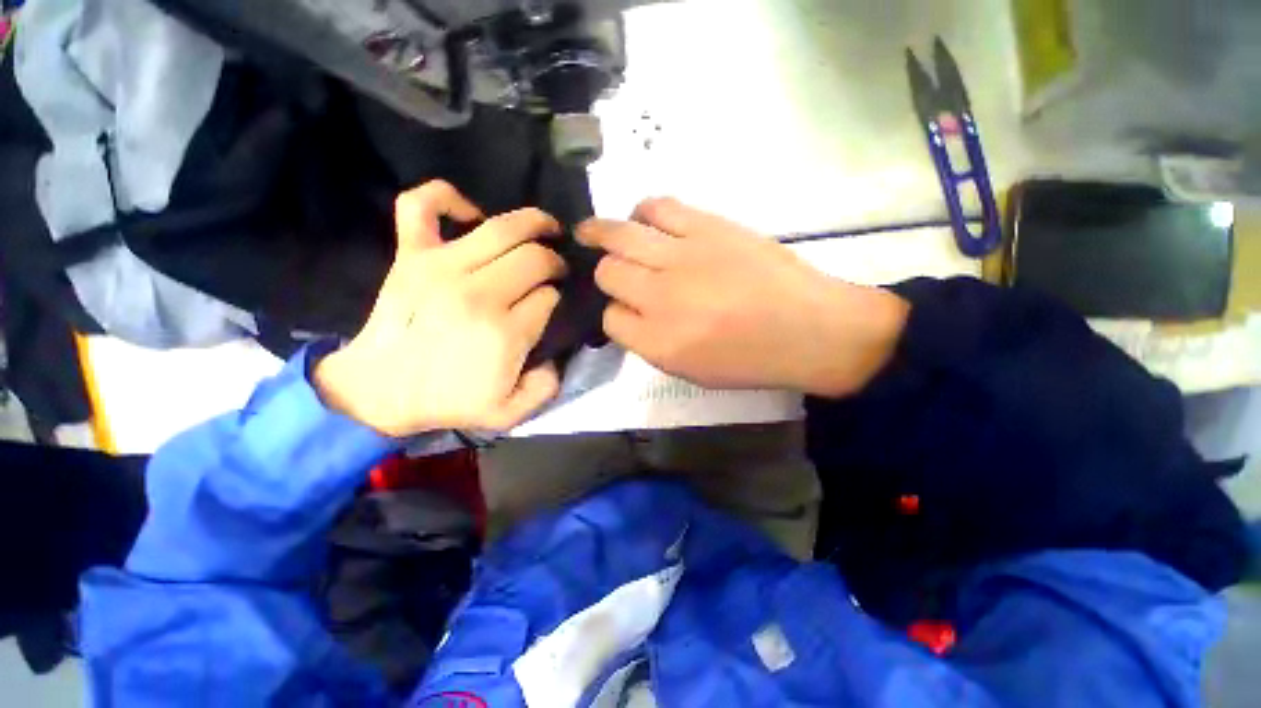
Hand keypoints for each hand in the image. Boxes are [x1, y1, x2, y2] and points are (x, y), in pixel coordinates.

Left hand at [315, 181, 566, 436]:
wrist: (379, 391)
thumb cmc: (447, 402)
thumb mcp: (509, 413)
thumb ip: (545, 387)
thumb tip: (555, 355)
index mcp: (505, 332)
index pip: (549, 297)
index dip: (556, 298)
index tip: (553, 304)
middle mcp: (479, 293)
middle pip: (535, 259)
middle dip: (554, 262)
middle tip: (556, 271)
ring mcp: (441, 267)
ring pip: (502, 228)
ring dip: (534, 222)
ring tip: (548, 227)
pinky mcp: (411, 255)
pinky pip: (422, 206)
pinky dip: (448, 197)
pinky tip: (472, 213)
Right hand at [576, 198, 909, 396]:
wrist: (810, 329)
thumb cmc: (751, 360)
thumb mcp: (690, 372)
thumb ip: (650, 344)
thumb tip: (627, 314)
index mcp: (658, 342)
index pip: (610, 318)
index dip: (614, 312)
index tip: (624, 309)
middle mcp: (662, 298)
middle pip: (608, 273)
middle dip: (605, 274)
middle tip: (613, 272)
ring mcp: (684, 257)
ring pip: (621, 235)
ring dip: (601, 233)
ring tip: (592, 232)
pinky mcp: (708, 226)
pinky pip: (659, 207)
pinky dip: (642, 211)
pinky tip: (642, 219)